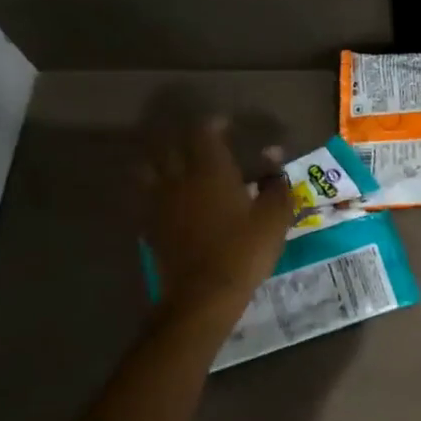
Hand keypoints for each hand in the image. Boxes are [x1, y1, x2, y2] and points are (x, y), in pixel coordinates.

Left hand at [139, 116, 292, 311]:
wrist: (203, 295)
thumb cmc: (244, 251)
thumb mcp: (274, 218)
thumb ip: (276, 184)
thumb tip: (274, 157)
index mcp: (211, 171)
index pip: (204, 133)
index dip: (213, 124)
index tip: (225, 125)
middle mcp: (179, 179)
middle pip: (170, 145)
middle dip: (183, 138)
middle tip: (200, 142)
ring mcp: (159, 203)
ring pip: (148, 168)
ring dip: (159, 160)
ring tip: (173, 164)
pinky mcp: (149, 226)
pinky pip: (144, 197)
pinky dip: (152, 190)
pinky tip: (166, 198)